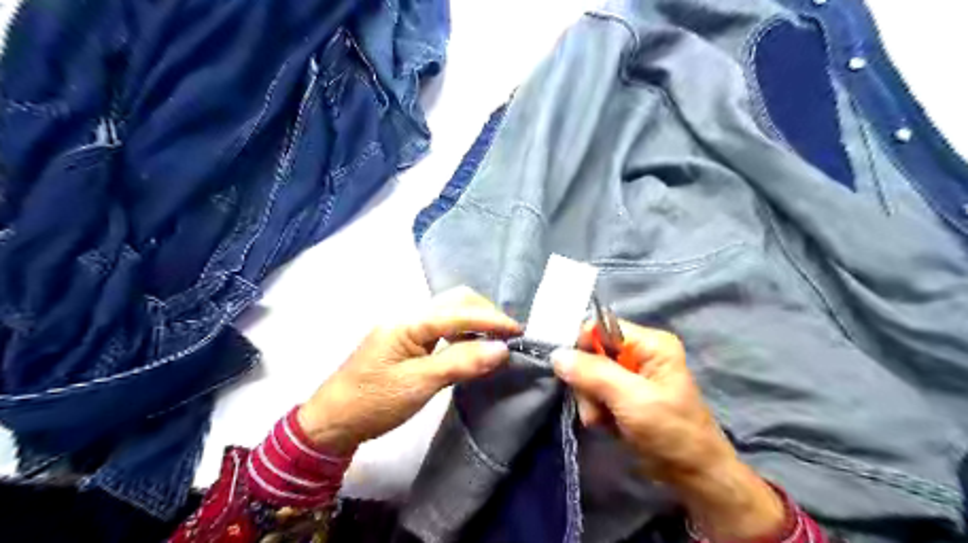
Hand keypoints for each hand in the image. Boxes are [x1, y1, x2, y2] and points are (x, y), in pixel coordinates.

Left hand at [299, 286, 522, 456]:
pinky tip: (472, 346)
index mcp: (408, 322)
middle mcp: (408, 316)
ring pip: (449, 312)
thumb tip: (502, 349)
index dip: (491, 319)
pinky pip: (441, 327)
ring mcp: (406, 327)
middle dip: (485, 312)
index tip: (519, 332)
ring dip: (475, 321)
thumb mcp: (419, 385)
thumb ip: (461, 362)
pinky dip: (462, 332)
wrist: (331, 422)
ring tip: (496, 340)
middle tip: (509, 335)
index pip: (458, 311)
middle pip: (454, 301)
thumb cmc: (373, 403)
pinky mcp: (407, 340)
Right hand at [553, 323, 785, 542]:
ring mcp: (630, 374)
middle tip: (595, 406)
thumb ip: (593, 373)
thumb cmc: (669, 431)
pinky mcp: (623, 394)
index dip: (582, 346)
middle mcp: (639, 353)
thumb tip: (556, 354)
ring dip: (589, 400)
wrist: (692, 475)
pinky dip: (594, 408)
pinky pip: (594, 391)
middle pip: (591, 352)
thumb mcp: (631, 399)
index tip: (572, 372)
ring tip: (602, 420)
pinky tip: (605, 423)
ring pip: (588, 374)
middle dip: (587, 381)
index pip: (600, 327)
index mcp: (650, 343)